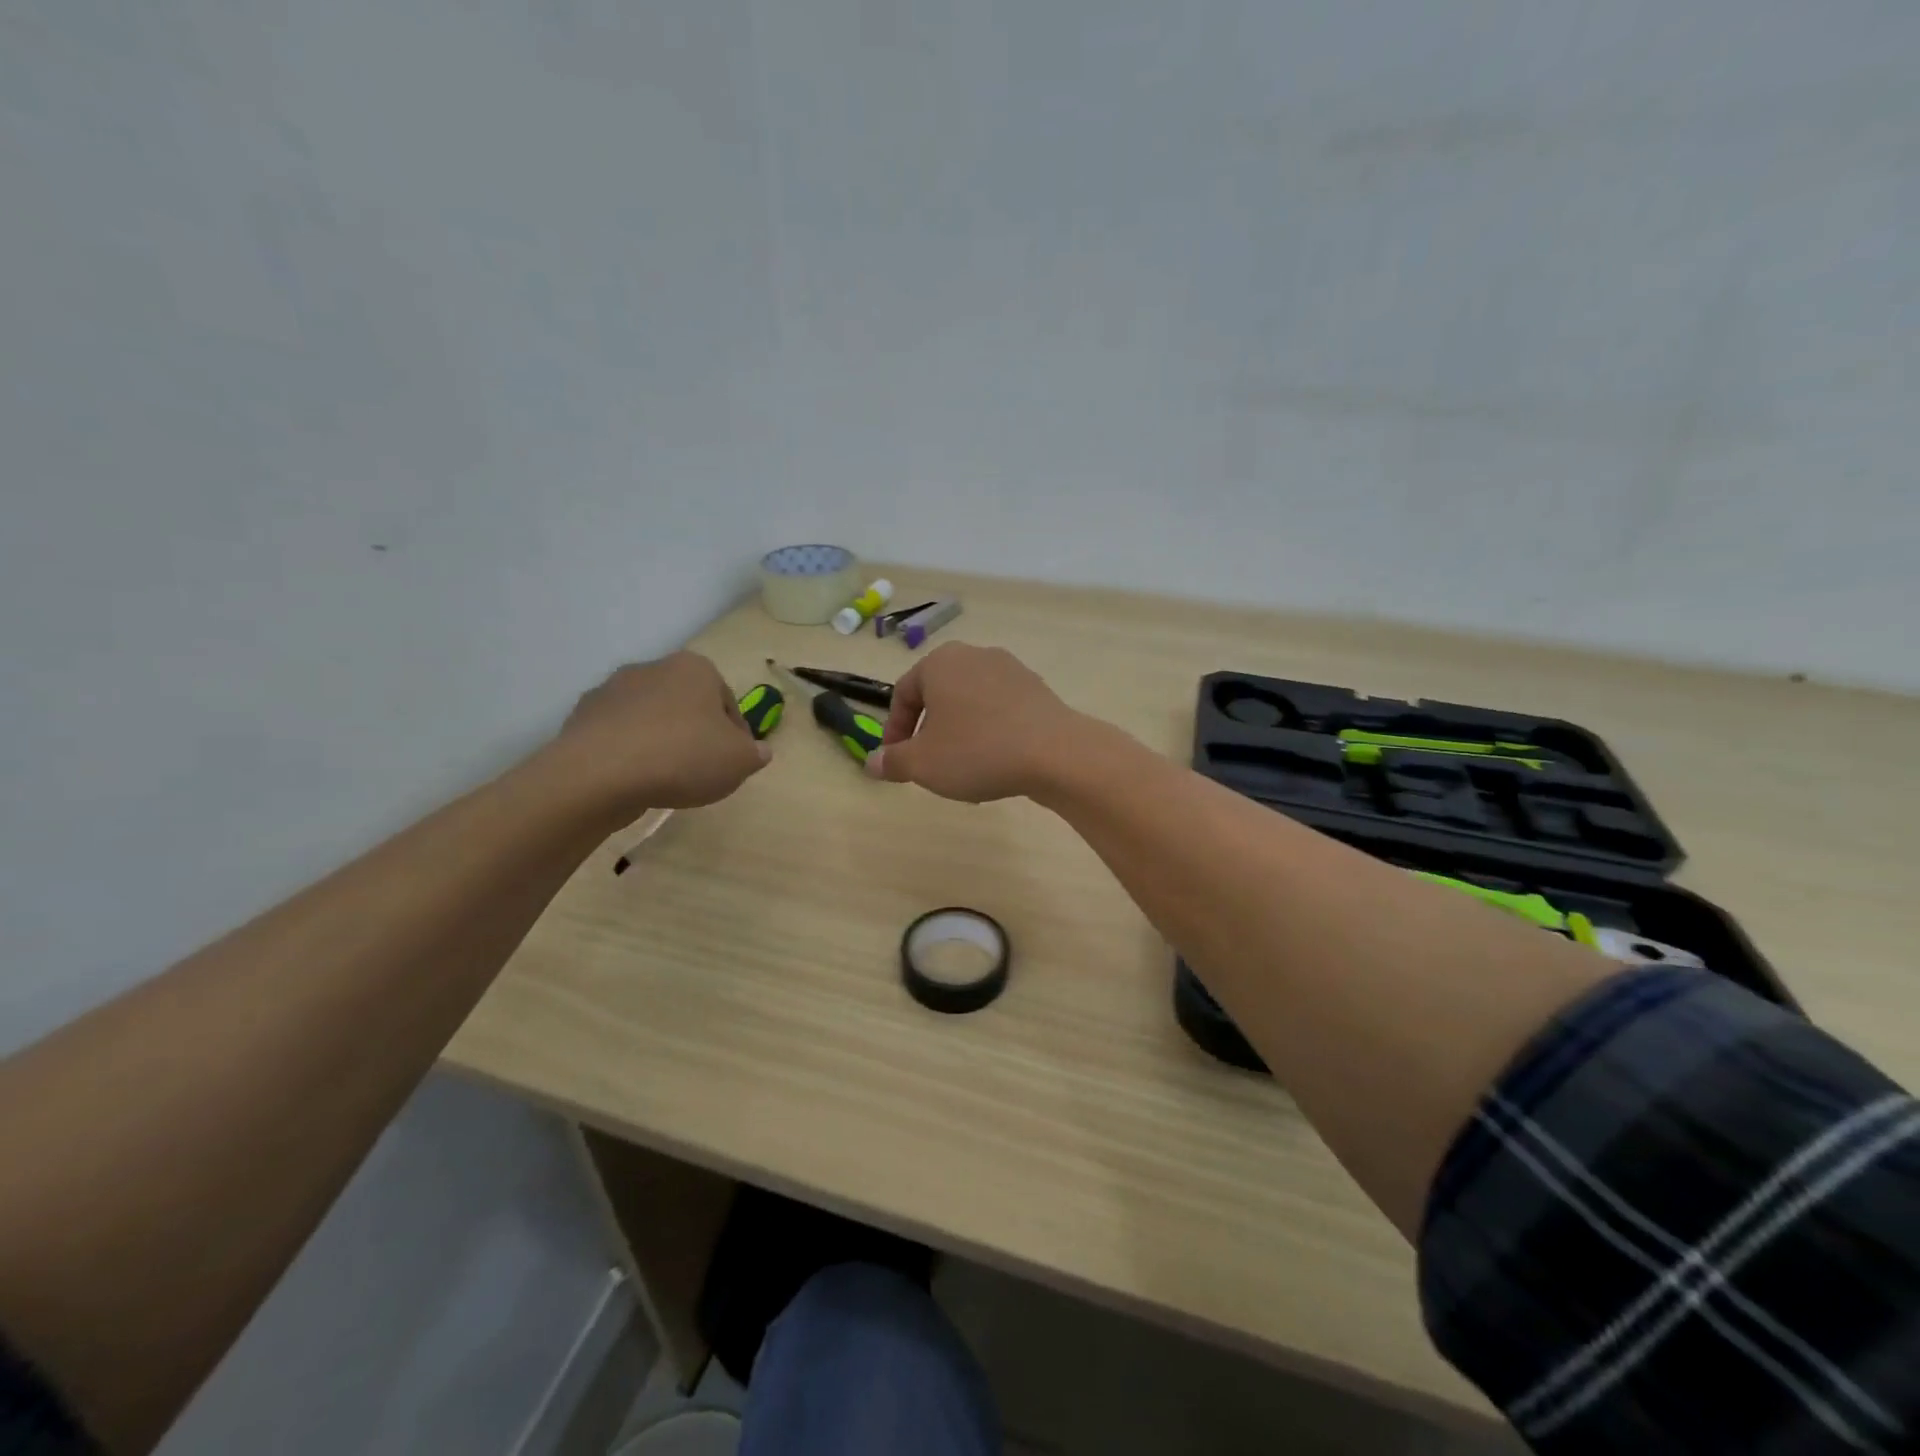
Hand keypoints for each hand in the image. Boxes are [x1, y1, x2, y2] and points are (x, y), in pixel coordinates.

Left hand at [547, 653, 769, 813]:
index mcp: (695, 668)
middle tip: (701, 771)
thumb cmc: (682, 757)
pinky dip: (628, 752)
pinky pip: (618, 735)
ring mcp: (612, 690)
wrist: (599, 774)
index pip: (728, 702)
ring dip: (660, 741)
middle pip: (687, 705)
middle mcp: (653, 668)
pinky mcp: (582, 716)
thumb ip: (755, 753)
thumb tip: (758, 751)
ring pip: (650, 718)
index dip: (736, 735)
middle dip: (695, 733)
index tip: (733, 762)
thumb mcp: (739, 761)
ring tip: (665, 779)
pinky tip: (633, 780)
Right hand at [865, 643, 1080, 801]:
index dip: (894, 731)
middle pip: (938, 697)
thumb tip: (873, 763)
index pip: (903, 694)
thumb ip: (893, 761)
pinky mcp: (1037, 690)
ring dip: (959, 736)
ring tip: (963, 771)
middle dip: (928, 733)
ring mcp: (1010, 670)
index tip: (895, 761)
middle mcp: (974, 656)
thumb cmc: (977, 751)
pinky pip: (1000, 711)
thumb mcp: (923, 763)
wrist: (1055, 753)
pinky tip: (996, 765)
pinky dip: (990, 734)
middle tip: (928, 766)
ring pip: (970, 705)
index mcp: (940, 662)